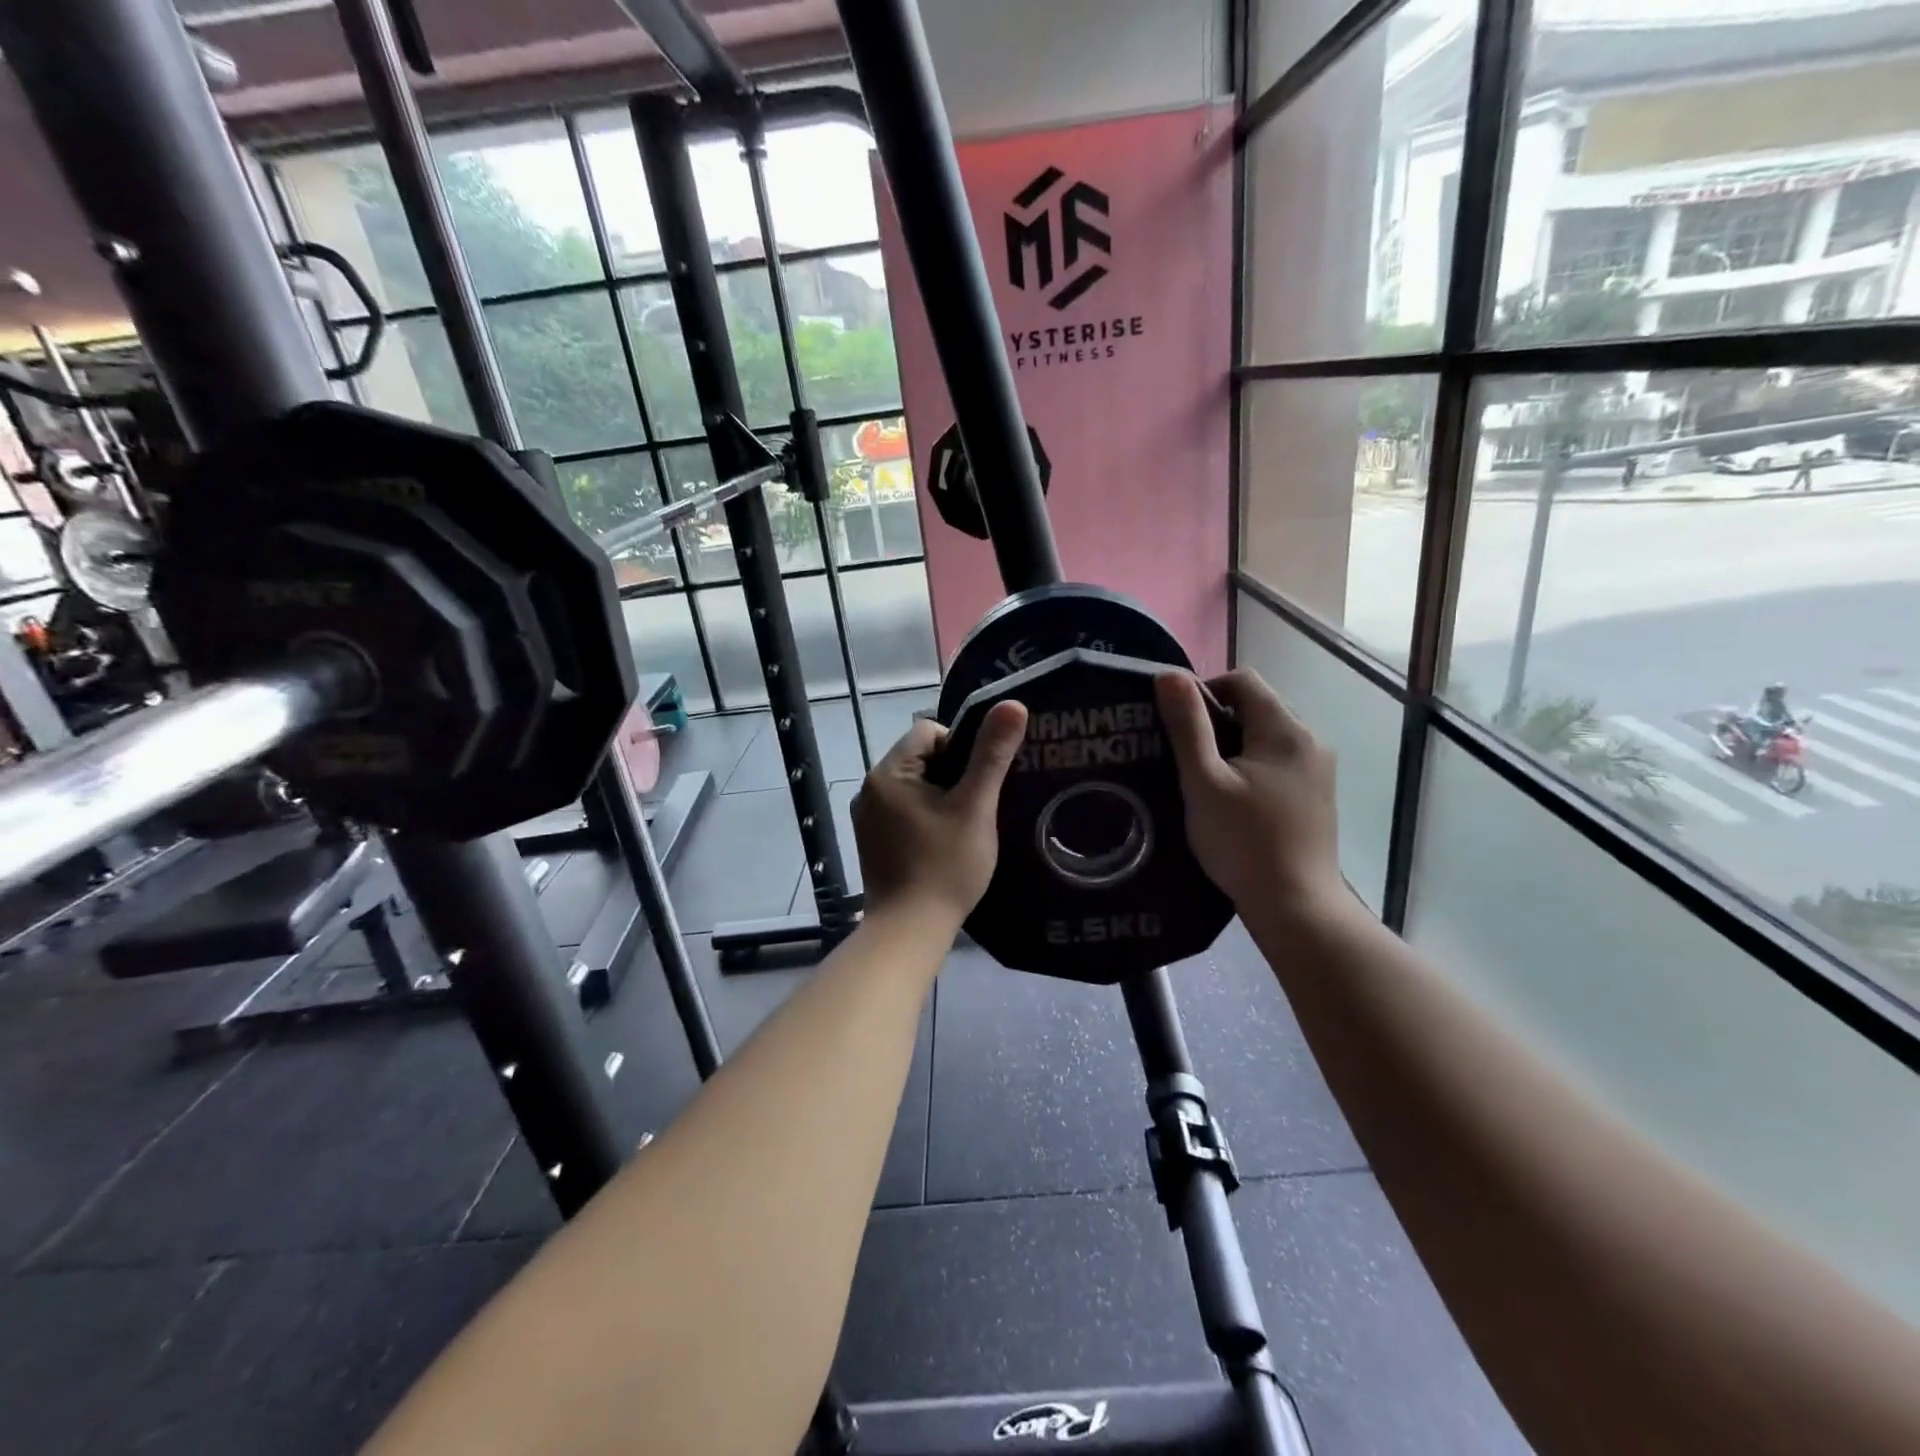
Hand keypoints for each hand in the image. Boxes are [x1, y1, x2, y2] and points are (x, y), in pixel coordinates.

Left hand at [852, 701, 1028, 923]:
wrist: (909, 931)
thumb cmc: (945, 866)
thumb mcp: (975, 807)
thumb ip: (992, 754)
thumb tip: (1013, 703)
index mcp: (888, 772)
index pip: (928, 731)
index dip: (961, 746)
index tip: (981, 779)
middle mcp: (869, 788)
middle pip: (920, 758)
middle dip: (953, 773)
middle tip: (979, 803)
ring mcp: (867, 817)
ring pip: (914, 786)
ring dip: (941, 796)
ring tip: (966, 823)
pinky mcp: (871, 841)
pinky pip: (904, 811)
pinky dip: (926, 817)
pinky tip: (945, 842)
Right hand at [1153, 668, 1346, 925]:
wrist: (1295, 906)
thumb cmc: (1243, 842)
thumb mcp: (1203, 781)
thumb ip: (1187, 726)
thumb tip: (1169, 674)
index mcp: (1285, 730)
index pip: (1242, 680)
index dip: (1204, 691)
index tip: (1177, 726)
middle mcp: (1310, 740)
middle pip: (1257, 706)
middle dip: (1217, 721)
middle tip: (1184, 756)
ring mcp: (1318, 769)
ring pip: (1266, 736)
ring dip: (1232, 745)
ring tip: (1204, 779)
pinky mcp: (1316, 795)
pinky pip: (1278, 761)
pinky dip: (1251, 766)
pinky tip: (1232, 799)